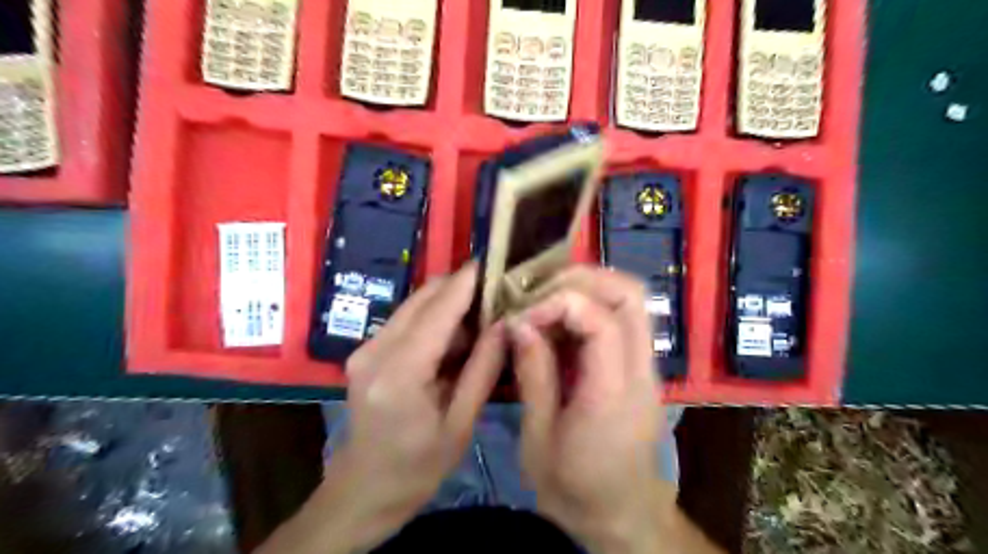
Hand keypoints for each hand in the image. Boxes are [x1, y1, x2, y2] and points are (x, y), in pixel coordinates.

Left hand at [265, 265, 505, 553]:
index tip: (494, 261)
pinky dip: (433, 317)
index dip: (466, 282)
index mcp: (400, 374)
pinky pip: (406, 320)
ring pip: (414, 305)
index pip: (438, 311)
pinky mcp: (366, 351)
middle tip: (496, 289)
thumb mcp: (460, 423)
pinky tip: (457, 332)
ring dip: (448, 301)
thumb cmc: (417, 467)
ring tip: (483, 310)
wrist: (363, 489)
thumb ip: (483, 369)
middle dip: (459, 287)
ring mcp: (365, 348)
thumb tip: (505, 324)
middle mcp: (375, 351)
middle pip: (423, 298)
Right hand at [513, 267, 676, 552]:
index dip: (559, 303)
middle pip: (630, 294)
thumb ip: (533, 374)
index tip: (523, 315)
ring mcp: (646, 366)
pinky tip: (557, 322)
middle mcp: (641, 370)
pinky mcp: (638, 368)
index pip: (601, 320)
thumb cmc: (575, 488)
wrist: (622, 517)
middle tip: (539, 289)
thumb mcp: (539, 438)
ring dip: (586, 288)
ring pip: (631, 300)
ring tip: (544, 299)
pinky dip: (589, 306)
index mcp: (614, 393)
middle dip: (582, 278)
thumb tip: (518, 322)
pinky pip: (622, 318)